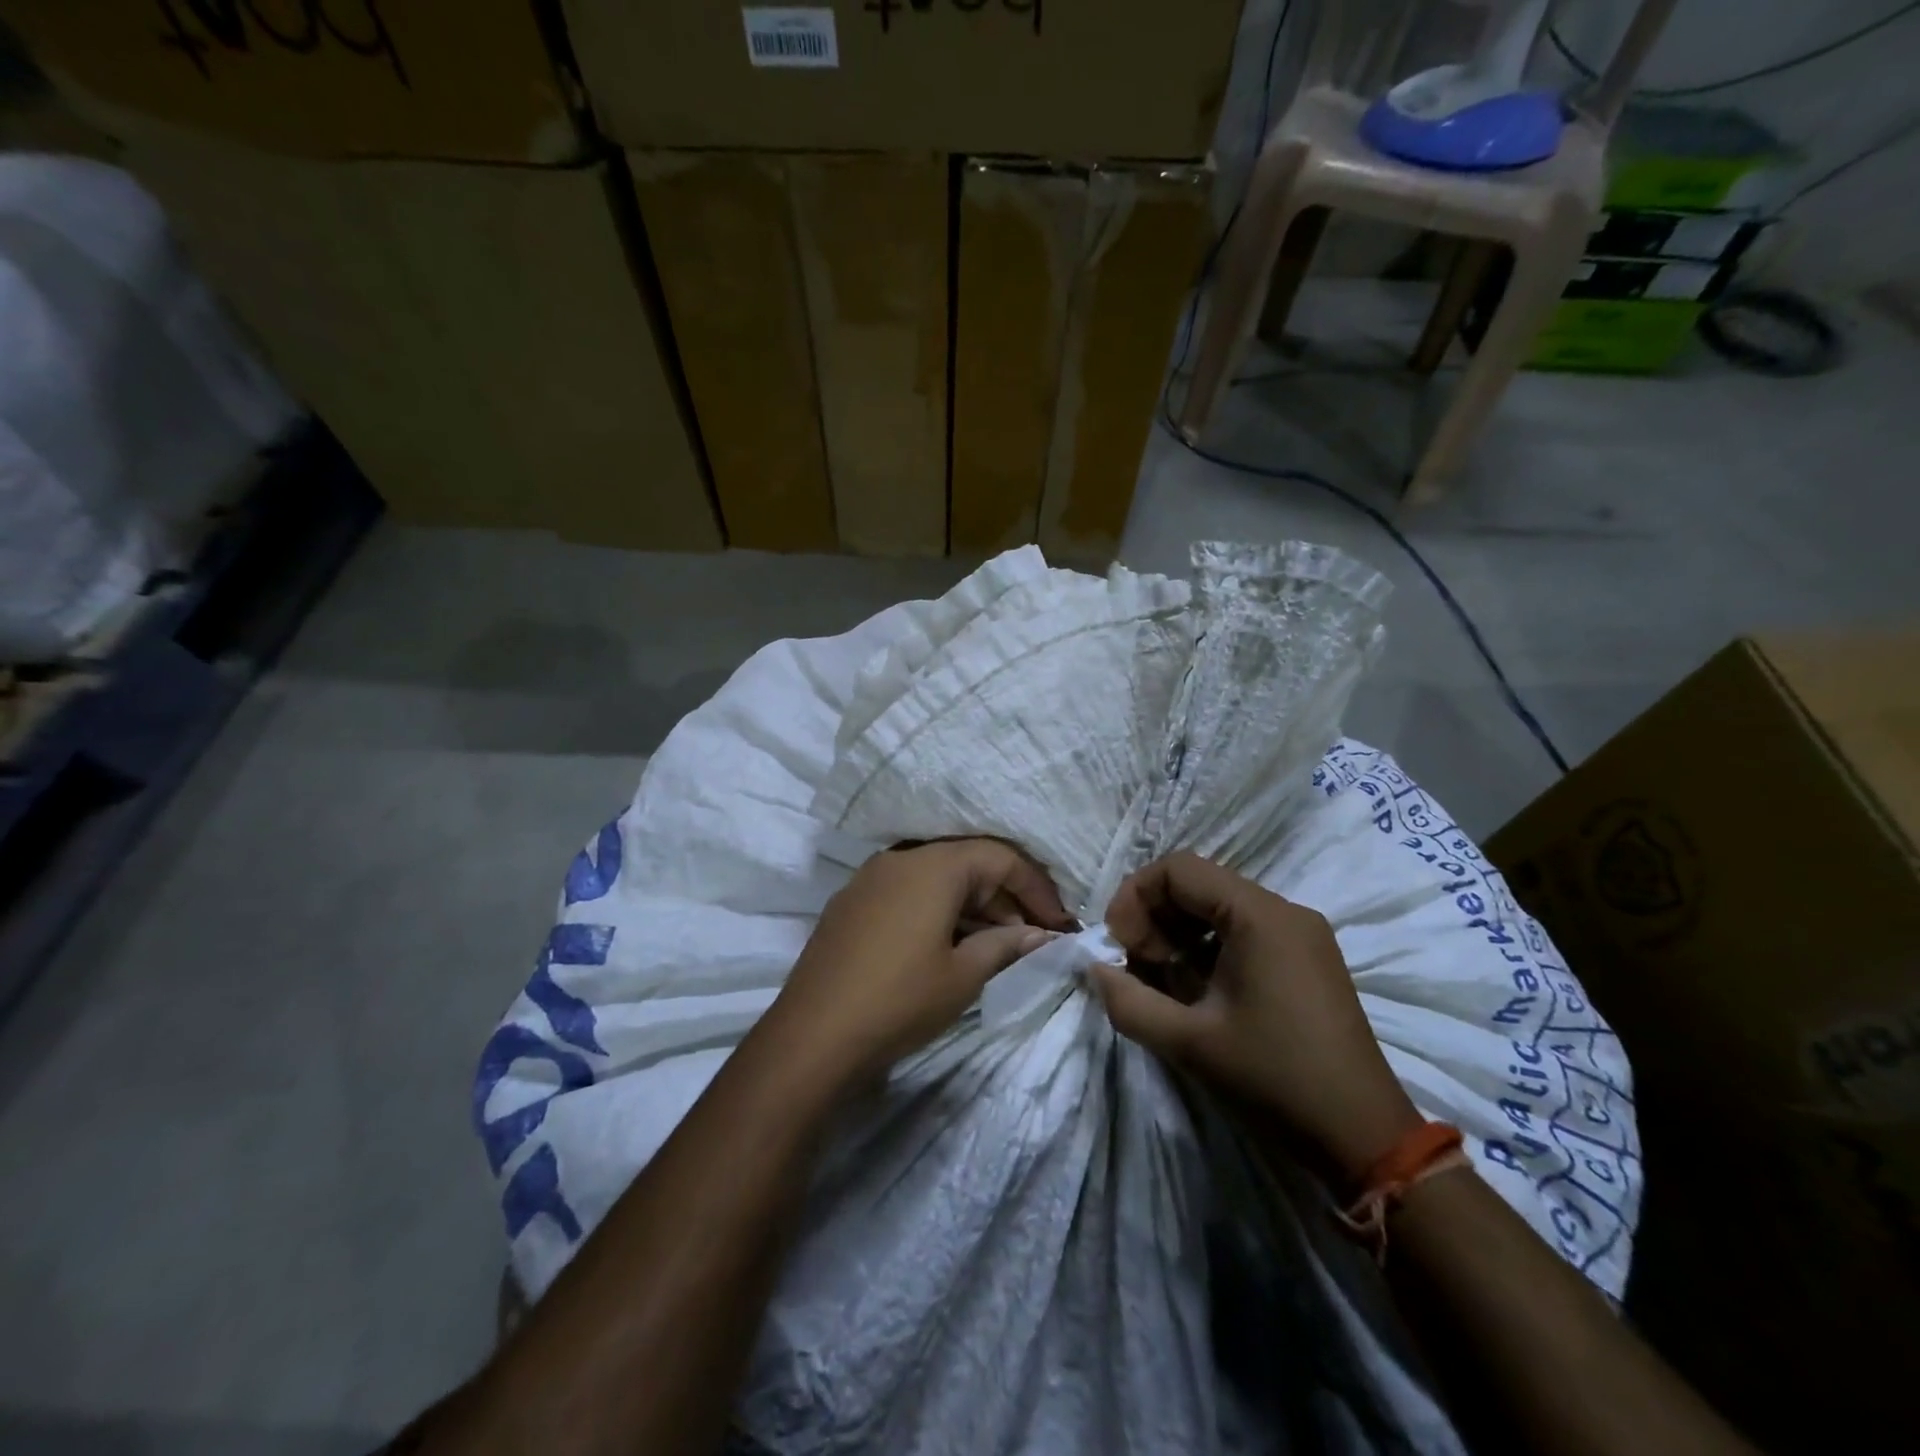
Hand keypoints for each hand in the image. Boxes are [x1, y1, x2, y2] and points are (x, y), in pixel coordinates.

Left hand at [765, 839, 1075, 1082]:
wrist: (812, 1037)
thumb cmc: (899, 1000)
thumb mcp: (964, 975)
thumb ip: (1007, 944)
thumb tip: (1042, 935)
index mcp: (932, 865)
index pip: (1000, 857)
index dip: (1036, 888)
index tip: (1060, 924)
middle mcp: (900, 858)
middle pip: (967, 863)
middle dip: (1006, 898)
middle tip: (1033, 938)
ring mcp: (870, 879)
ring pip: (936, 879)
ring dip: (972, 906)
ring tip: (997, 946)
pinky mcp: (851, 904)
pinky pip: (908, 893)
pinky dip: (938, 911)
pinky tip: (951, 945)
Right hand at [1092, 852, 1421, 1183]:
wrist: (1365, 1138)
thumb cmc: (1274, 1080)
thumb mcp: (1188, 1043)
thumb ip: (1128, 1001)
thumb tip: (1096, 970)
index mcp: (1260, 915)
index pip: (1178, 869)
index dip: (1135, 897)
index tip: (1119, 945)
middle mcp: (1284, 910)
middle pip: (1198, 884)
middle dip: (1154, 918)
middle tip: (1138, 967)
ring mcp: (1300, 934)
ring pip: (1218, 908)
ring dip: (1177, 935)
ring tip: (1162, 982)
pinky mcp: (1306, 959)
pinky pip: (1242, 931)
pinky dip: (1206, 949)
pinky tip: (1196, 992)